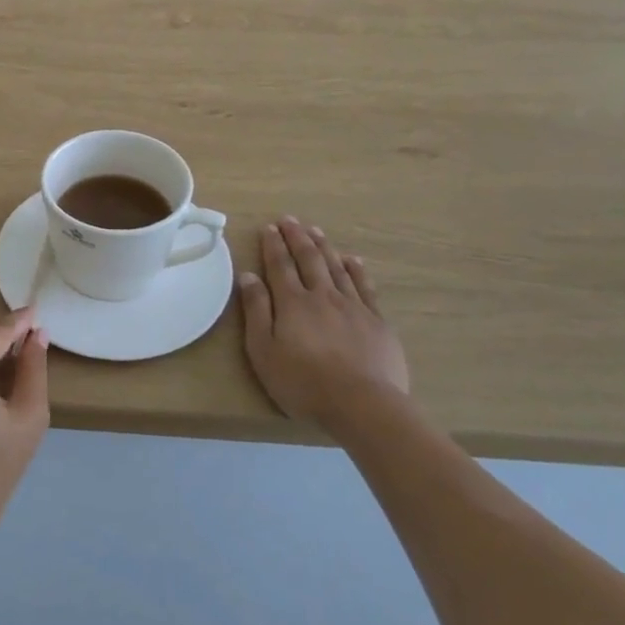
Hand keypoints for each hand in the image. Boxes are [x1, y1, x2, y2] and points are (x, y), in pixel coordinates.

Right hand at [237, 219, 408, 429]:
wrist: (363, 404)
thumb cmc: (304, 383)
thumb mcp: (264, 351)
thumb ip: (256, 311)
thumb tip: (248, 276)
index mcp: (293, 303)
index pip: (280, 266)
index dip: (274, 245)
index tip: (269, 227)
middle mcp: (322, 296)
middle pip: (309, 260)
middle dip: (298, 238)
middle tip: (291, 220)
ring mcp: (353, 307)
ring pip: (336, 268)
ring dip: (324, 247)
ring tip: (316, 231)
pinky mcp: (376, 321)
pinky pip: (364, 287)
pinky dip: (356, 270)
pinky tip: (352, 259)